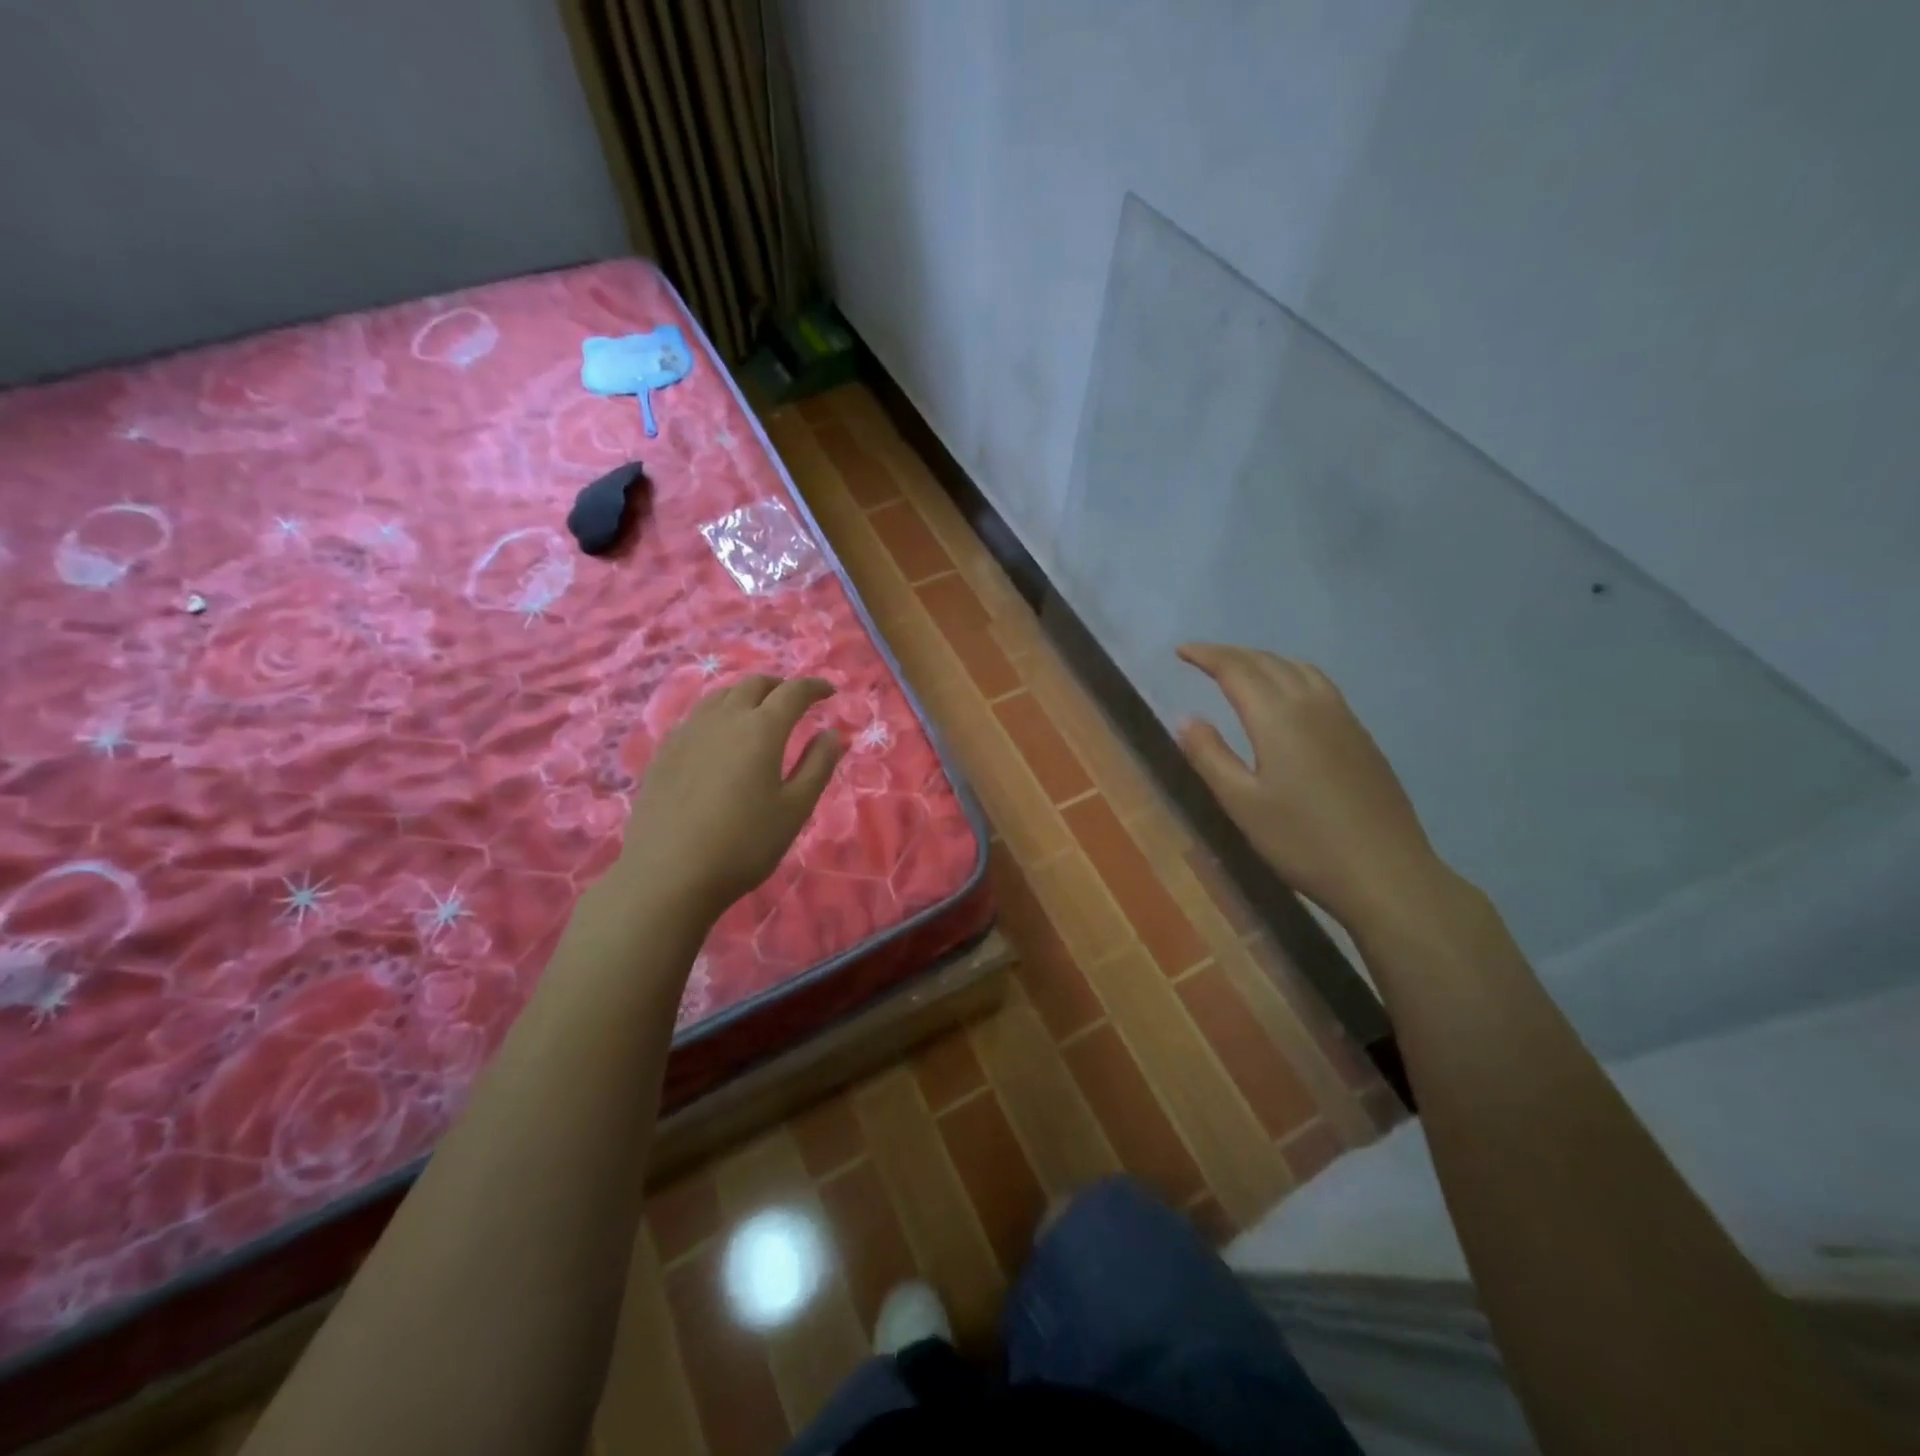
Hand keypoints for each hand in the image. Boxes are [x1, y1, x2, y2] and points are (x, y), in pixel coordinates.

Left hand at [617, 675, 843, 919]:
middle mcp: (724, 719)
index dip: (814, 687)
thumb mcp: (795, 808)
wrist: (668, 874)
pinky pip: (696, 716)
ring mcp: (688, 732)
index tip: (829, 692)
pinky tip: (719, 737)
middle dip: (779, 686)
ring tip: (757, 712)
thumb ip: (818, 765)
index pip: (793, 692)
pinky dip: (718, 713)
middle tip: (794, 701)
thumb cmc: (744, 844)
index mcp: (761, 729)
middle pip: (753, 684)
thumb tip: (833, 734)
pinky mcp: (664, 752)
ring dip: (746, 695)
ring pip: (720, 695)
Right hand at [1176, 643, 1449, 933]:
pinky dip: (1291, 675)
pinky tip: (1288, 697)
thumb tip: (1186, 717)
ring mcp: (1344, 718)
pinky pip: (1320, 685)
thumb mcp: (1242, 804)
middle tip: (1202, 658)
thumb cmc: (1303, 841)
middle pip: (1268, 662)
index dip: (1206, 655)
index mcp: (1278, 717)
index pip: (1236, 669)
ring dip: (1264, 661)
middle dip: (1231, 654)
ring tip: (1241, 670)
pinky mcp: (1361, 736)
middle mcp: (1312, 704)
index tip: (1180, 651)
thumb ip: (1210, 756)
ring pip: (1299, 669)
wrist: (1386, 872)